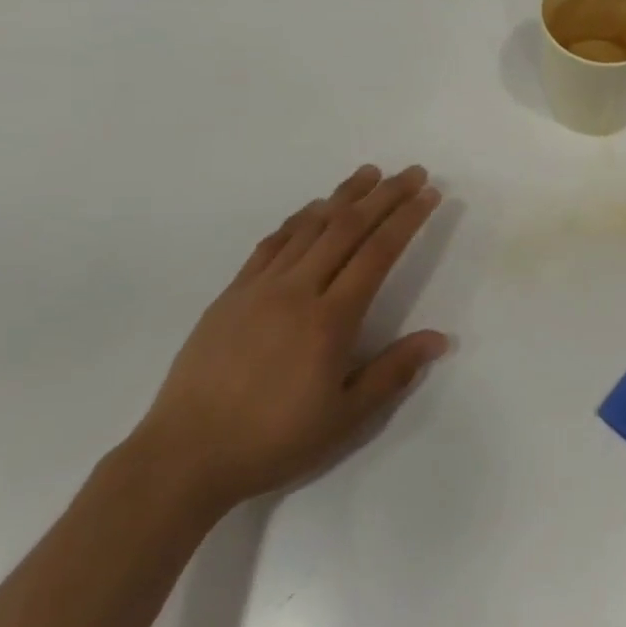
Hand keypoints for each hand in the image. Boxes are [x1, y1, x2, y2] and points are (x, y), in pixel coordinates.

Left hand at [133, 164, 448, 518]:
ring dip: (343, 196)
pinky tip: (313, 210)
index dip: (407, 218)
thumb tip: (440, 338)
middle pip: (347, 228)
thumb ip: (393, 372)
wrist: (186, 454)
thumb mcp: (345, 418)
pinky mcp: (232, 293)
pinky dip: (299, 219)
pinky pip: (272, 243)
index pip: (378, 253)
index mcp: (330, 320)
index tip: (430, 194)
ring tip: (369, 174)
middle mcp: (297, 290)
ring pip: (309, 227)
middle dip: (384, 195)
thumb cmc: (274, 440)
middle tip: (412, 172)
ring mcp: (260, 287)